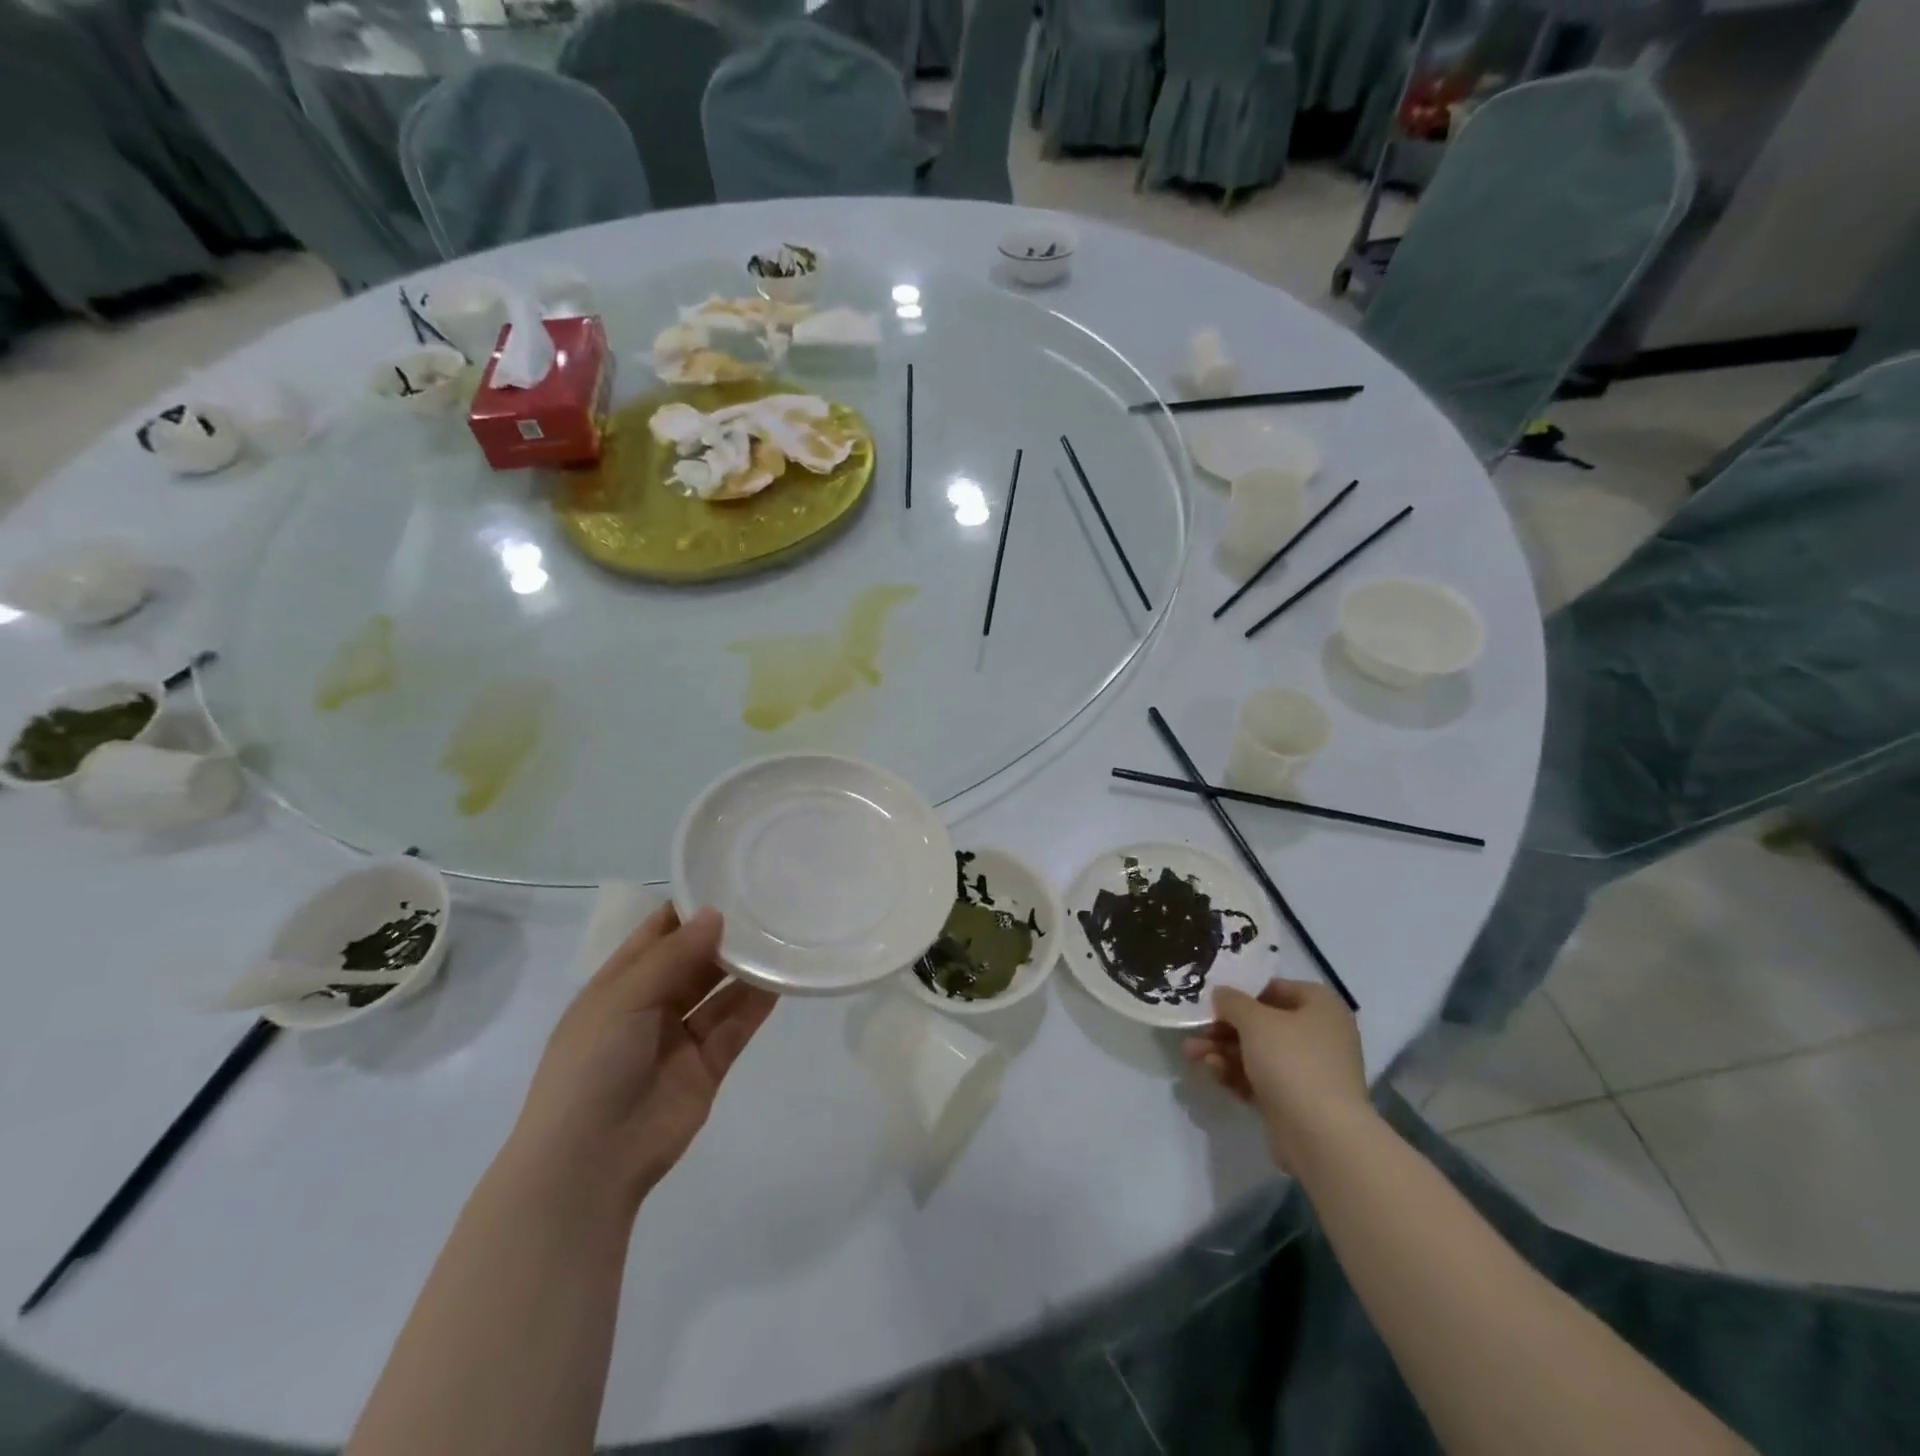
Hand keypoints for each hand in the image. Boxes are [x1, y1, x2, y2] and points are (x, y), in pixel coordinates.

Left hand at [506, 905, 776, 1214]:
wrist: (589, 1163)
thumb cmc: (591, 1067)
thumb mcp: (623, 999)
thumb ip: (674, 956)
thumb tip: (716, 913)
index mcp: (619, 984)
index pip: (658, 933)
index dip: (689, 908)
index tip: (729, 879)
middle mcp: (651, 1005)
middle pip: (694, 960)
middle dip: (725, 936)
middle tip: (767, 904)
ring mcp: (680, 1037)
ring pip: (719, 992)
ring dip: (745, 967)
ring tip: (781, 934)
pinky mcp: (708, 1065)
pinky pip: (736, 1025)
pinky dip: (757, 1003)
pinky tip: (782, 977)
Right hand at [1183, 979, 1370, 1174]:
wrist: (1322, 1137)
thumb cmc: (1292, 1062)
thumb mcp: (1255, 1020)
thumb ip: (1233, 1001)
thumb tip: (1222, 994)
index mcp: (1321, 1007)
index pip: (1277, 988)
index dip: (1243, 991)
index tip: (1214, 998)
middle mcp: (1319, 1036)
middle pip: (1263, 1023)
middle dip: (1224, 1027)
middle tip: (1195, 1027)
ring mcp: (1308, 1071)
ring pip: (1257, 1053)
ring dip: (1222, 1050)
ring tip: (1190, 1052)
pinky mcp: (1295, 1101)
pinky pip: (1260, 1079)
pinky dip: (1236, 1073)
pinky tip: (1210, 1071)